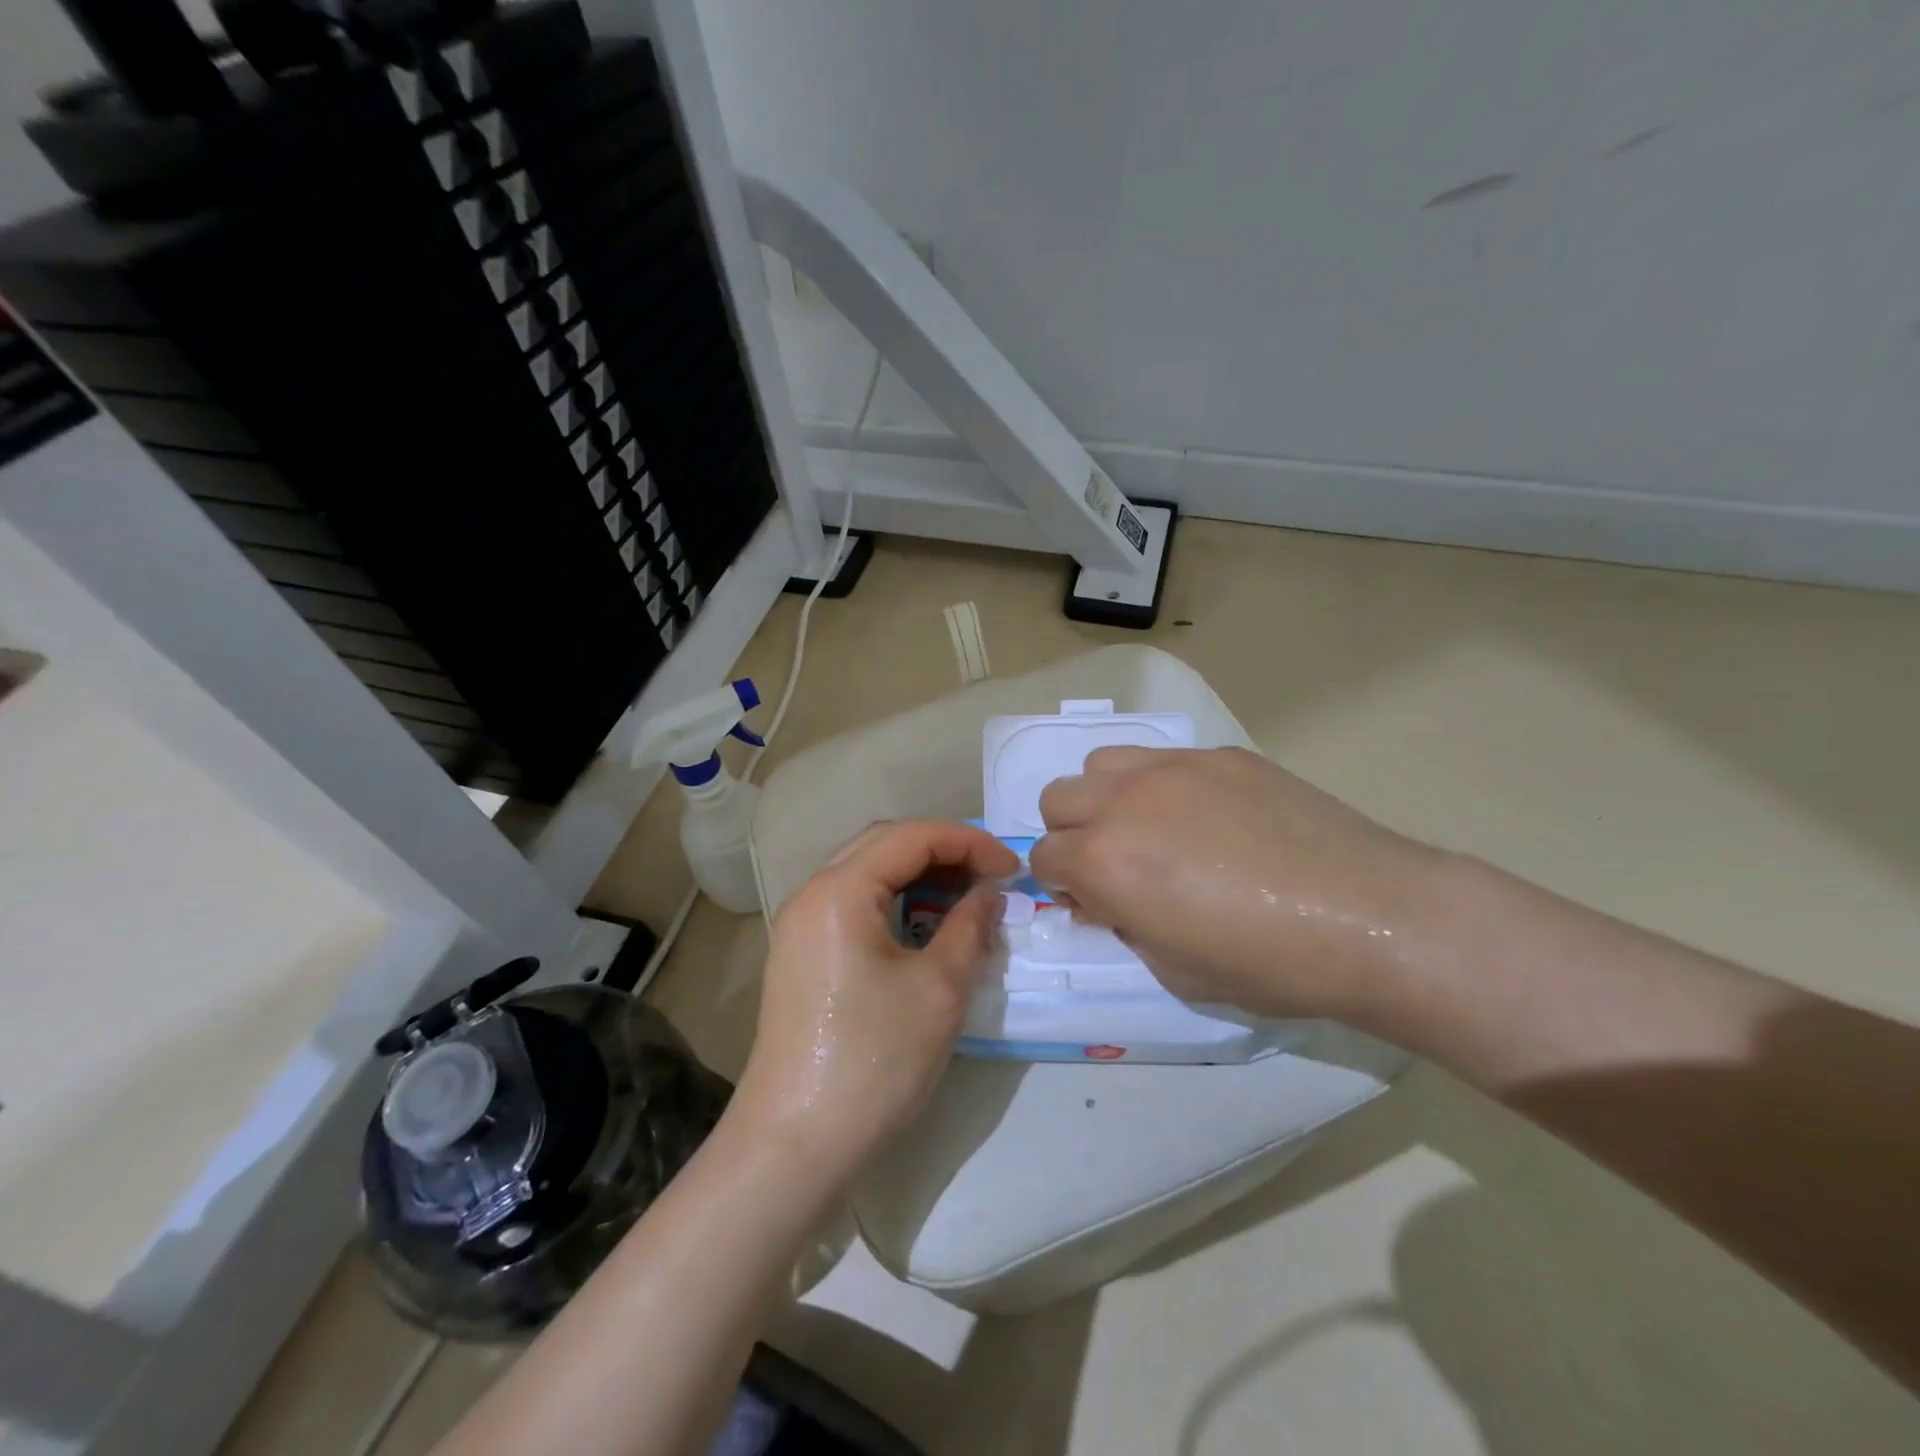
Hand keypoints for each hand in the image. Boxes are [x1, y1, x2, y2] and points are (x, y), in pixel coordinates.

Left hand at [734, 820, 1018, 1181]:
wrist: (795, 1144)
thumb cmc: (873, 1061)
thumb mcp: (939, 989)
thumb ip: (970, 926)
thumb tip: (989, 893)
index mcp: (839, 891)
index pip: (911, 837)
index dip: (968, 841)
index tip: (1011, 867)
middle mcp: (811, 894)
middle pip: (883, 844)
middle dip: (943, 850)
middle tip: (990, 876)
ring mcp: (800, 925)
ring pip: (866, 872)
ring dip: (918, 874)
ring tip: (965, 897)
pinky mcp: (800, 954)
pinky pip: (853, 903)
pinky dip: (894, 901)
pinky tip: (925, 924)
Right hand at [1028, 747, 1445, 1024]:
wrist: (1372, 917)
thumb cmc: (1268, 964)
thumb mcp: (1174, 970)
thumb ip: (1124, 926)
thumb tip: (1112, 900)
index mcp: (1105, 862)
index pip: (1043, 858)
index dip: (1062, 887)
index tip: (1095, 905)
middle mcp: (1125, 802)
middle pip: (1058, 799)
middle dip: (1073, 835)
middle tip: (1119, 866)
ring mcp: (1174, 768)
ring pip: (1102, 764)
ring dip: (1108, 798)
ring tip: (1153, 830)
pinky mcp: (1221, 756)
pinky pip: (1164, 759)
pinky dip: (1162, 787)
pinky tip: (1212, 818)